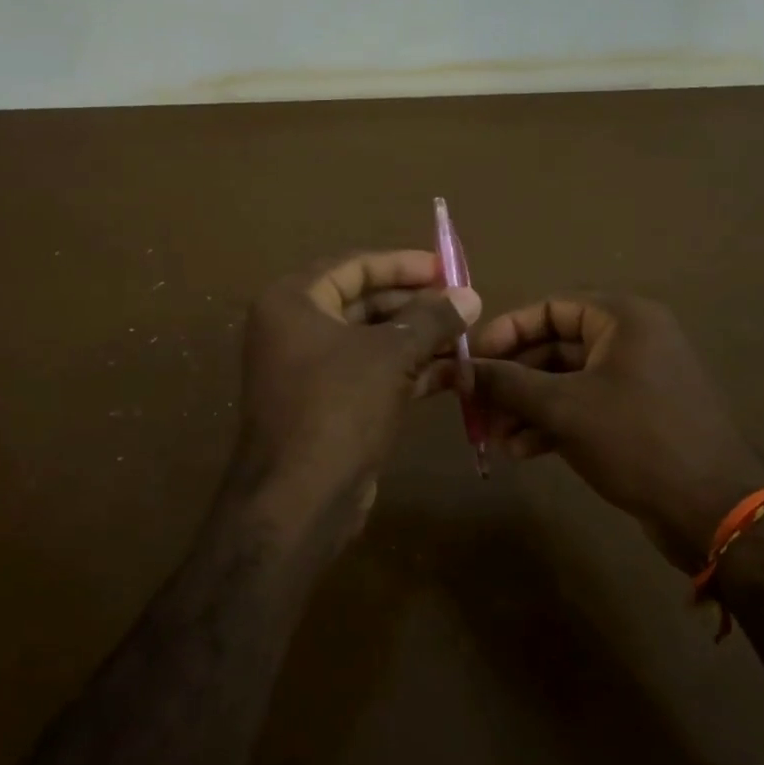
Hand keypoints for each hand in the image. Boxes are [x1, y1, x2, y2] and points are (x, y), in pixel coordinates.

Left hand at [234, 250, 480, 546]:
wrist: (300, 500)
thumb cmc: (339, 407)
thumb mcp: (391, 354)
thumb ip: (432, 319)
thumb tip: (470, 295)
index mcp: (294, 302)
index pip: (354, 266)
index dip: (402, 264)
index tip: (445, 267)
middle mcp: (295, 329)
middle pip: (364, 302)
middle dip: (416, 304)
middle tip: (463, 304)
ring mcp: (310, 371)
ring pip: (373, 341)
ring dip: (419, 339)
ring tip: (468, 336)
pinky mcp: (329, 406)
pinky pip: (373, 374)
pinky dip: (410, 370)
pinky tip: (455, 372)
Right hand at [468, 296, 763, 572]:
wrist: (714, 510)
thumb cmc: (637, 440)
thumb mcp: (564, 407)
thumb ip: (507, 383)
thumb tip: (456, 369)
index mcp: (623, 319)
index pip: (550, 308)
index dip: (506, 331)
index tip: (470, 359)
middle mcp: (631, 340)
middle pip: (554, 346)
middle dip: (512, 379)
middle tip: (474, 404)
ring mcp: (636, 380)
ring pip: (565, 381)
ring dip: (527, 406)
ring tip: (494, 438)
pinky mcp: (637, 417)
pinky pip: (583, 407)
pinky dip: (551, 424)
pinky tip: (521, 451)